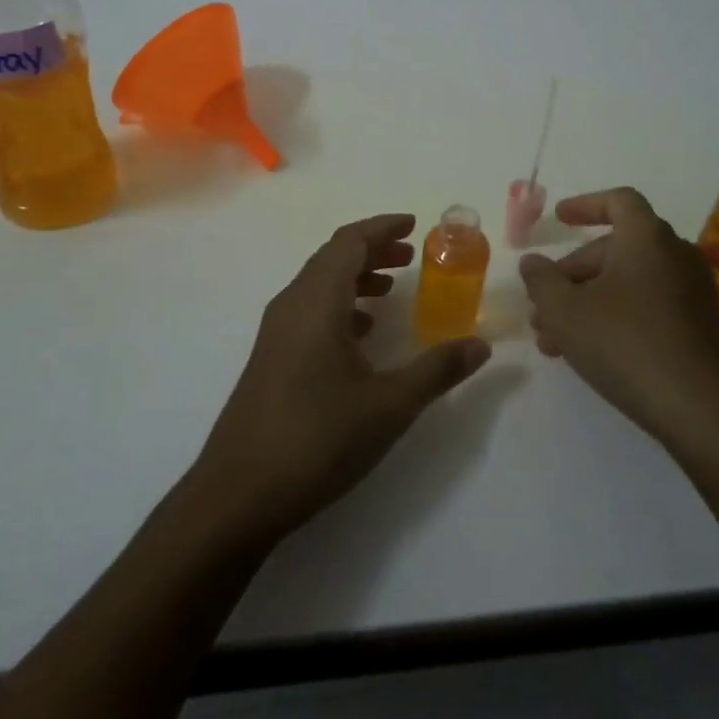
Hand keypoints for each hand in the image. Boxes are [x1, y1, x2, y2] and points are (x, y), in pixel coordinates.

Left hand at [194, 214, 491, 544]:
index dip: (382, 227)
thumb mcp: (389, 405)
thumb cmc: (317, 438)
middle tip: (411, 256)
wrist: (238, 494)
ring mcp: (276, 332)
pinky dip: (339, 305)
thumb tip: (481, 345)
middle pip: (332, 258)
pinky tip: (361, 334)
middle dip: (372, 250)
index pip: (349, 242)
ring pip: (319, 285)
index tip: (414, 224)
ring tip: (391, 289)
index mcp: (316, 301)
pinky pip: (309, 311)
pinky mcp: (270, 358)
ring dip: (355, 277)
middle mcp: (291, 305)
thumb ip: (437, 370)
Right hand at [520, 187, 718, 446]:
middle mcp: (675, 255)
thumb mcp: (565, 311)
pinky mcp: (698, 327)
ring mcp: (692, 293)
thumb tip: (533, 263)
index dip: (585, 205)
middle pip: (616, 249)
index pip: (619, 201)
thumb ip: (541, 280)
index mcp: (648, 238)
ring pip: (627, 283)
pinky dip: (615, 316)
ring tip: (552, 339)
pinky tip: (588, 352)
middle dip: (572, 275)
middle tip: (541, 306)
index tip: (558, 218)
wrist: (701, 410)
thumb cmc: (626, 343)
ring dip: (587, 302)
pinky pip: (648, 306)